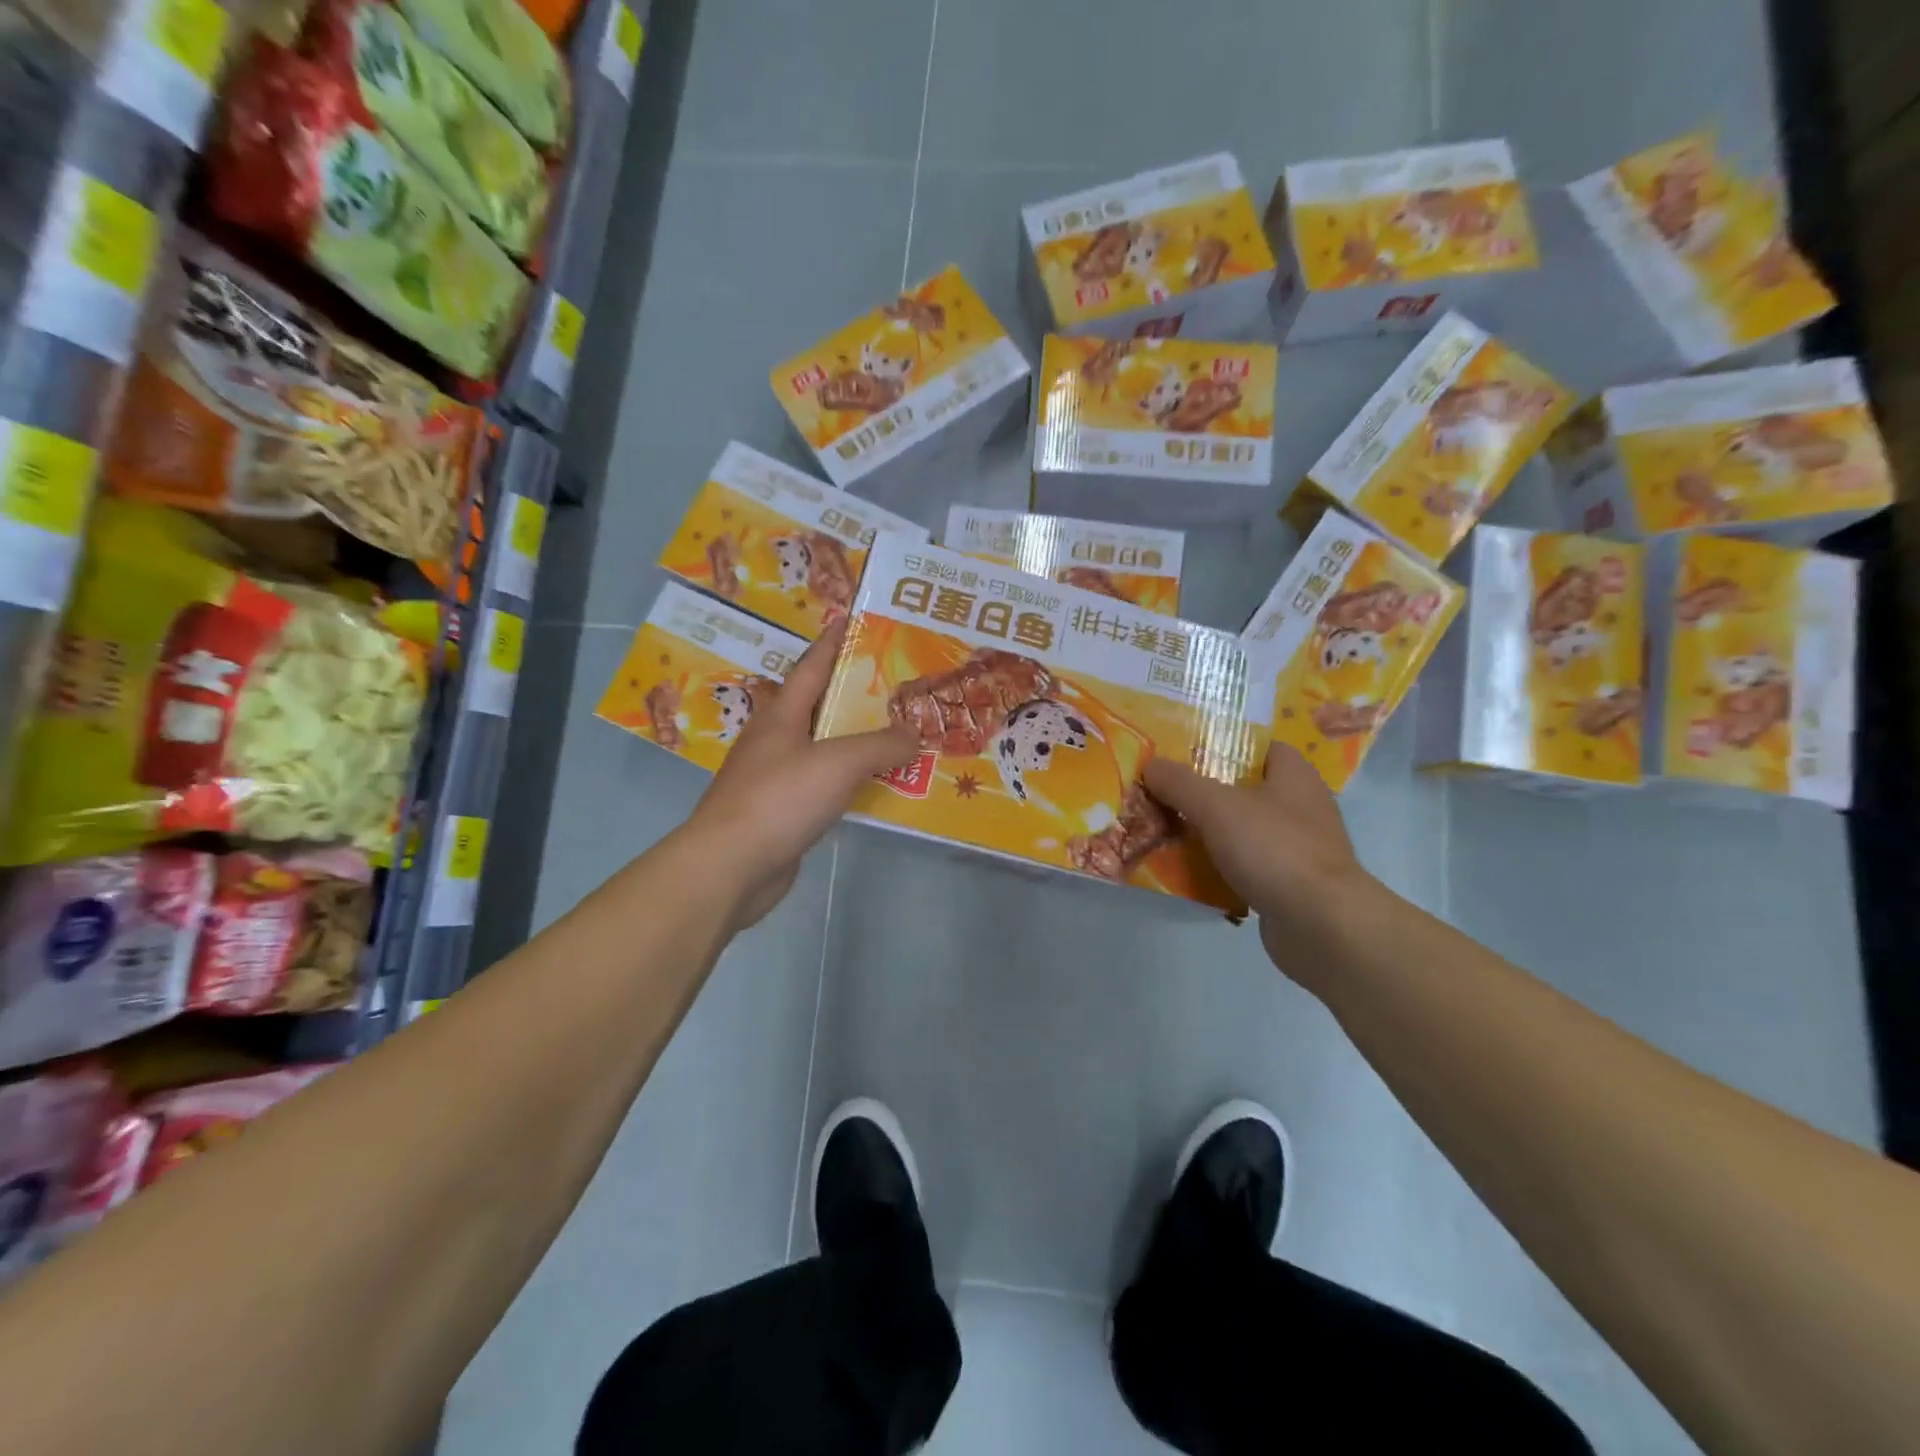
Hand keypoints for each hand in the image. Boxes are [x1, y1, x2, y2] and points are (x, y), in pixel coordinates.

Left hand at [687, 621, 918, 928]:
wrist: (730, 866)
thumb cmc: (780, 798)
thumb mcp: (838, 762)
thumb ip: (880, 745)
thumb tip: (914, 735)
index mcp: (782, 715)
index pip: (812, 666)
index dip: (834, 641)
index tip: (856, 620)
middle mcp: (775, 739)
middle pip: (818, 706)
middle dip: (853, 693)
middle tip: (896, 684)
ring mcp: (774, 777)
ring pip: (822, 748)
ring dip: (854, 741)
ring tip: (895, 733)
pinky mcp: (781, 811)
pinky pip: (822, 785)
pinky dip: (848, 780)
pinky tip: (873, 785)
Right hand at [1143, 743, 1376, 978]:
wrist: (1321, 925)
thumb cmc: (1274, 848)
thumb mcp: (1216, 806)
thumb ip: (1180, 782)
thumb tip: (1151, 765)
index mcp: (1295, 775)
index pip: (1260, 745)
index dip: (1224, 744)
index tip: (1185, 751)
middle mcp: (1301, 806)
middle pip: (1246, 788)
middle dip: (1206, 790)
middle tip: (1166, 790)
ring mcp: (1297, 848)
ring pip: (1243, 829)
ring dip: (1210, 831)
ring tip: (1167, 829)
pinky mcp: (1289, 884)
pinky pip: (1246, 865)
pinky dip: (1220, 866)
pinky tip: (1189, 871)